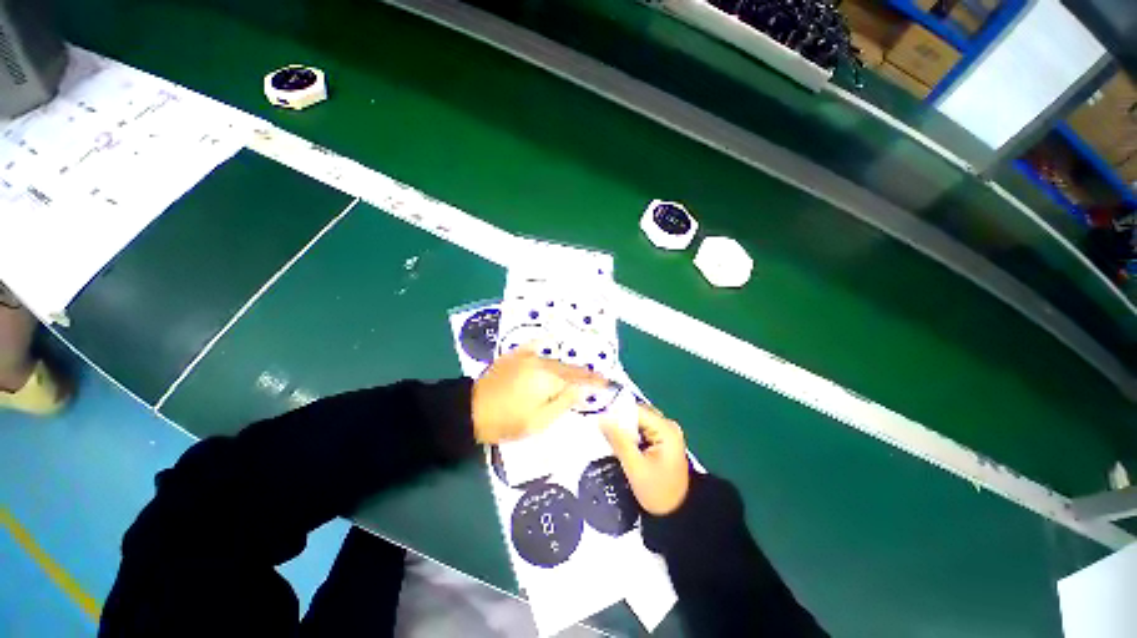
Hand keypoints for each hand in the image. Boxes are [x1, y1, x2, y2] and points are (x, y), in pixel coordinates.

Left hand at [472, 345, 602, 443]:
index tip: (607, 382)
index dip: (593, 380)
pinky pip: (533, 347)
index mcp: (548, 379)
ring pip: (553, 359)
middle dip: (583, 373)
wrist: (470, 410)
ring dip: (567, 366)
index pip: (578, 378)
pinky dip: (544, 346)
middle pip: (567, 367)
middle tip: (596, 378)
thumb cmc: (507, 421)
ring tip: (578, 371)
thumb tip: (582, 390)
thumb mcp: (539, 421)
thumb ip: (563, 403)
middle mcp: (540, 362)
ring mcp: (526, 357)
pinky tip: (549, 341)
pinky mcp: (513, 356)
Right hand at [601, 405, 689, 515]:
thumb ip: (618, 440)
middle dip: (618, 421)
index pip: (635, 410)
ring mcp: (665, 433)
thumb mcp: (635, 467)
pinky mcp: (661, 440)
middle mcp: (667, 425)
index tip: (598, 420)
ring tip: (607, 437)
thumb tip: (601, 418)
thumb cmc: (658, 492)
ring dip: (623, 429)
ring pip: (637, 422)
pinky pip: (641, 430)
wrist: (678, 514)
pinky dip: (630, 436)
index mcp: (665, 429)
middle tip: (601, 430)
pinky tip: (620, 444)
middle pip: (636, 414)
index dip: (616, 413)